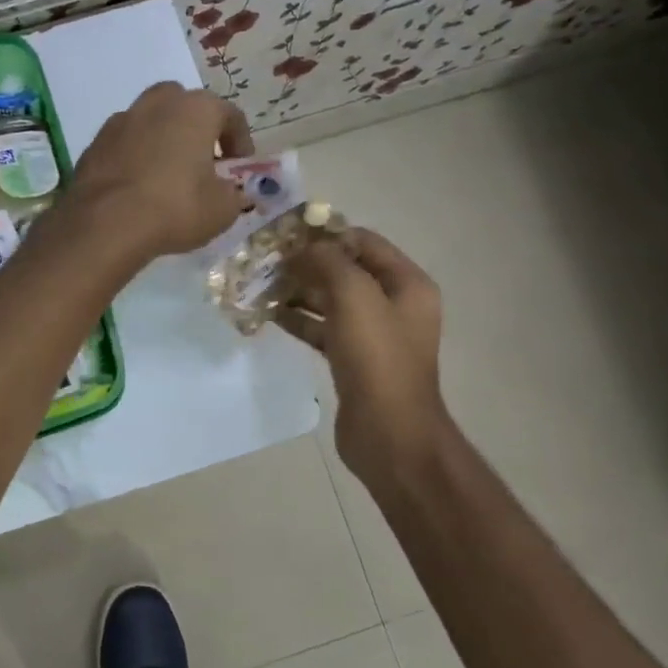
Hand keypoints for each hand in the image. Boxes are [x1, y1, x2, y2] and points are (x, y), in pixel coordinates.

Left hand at [69, 82, 252, 258]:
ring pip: (150, 120)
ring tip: (167, 173)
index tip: (239, 167)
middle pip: (184, 105)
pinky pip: (125, 143)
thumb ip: (232, 193)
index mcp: (196, 109)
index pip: (230, 115)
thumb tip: (229, 191)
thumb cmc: (176, 208)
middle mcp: (158, 103)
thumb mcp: (222, 209)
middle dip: (196, 128)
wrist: (105, 223)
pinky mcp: (95, 143)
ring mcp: (121, 120)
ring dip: (163, 139)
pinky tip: (138, 186)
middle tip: (202, 161)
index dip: (240, 142)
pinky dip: (135, 156)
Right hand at [276, 228, 451, 493]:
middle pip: (346, 269)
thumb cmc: (376, 359)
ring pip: (331, 300)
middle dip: (307, 263)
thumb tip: (303, 247)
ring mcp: (374, 333)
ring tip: (261, 284)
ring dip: (298, 290)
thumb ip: (328, 261)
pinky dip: (300, 319)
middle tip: (266, 260)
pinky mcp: (353, 359)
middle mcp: (394, 303)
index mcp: (407, 283)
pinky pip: (324, 328)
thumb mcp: (354, 296)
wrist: (388, 434)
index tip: (285, 233)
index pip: (363, 241)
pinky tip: (270, 314)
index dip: (326, 233)